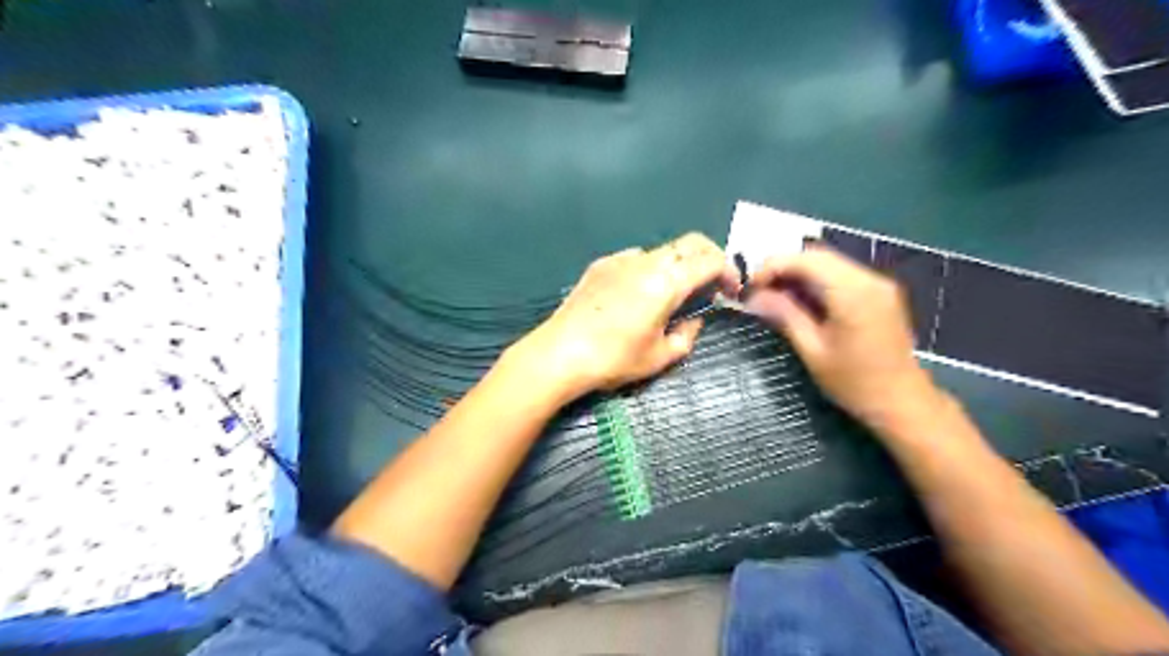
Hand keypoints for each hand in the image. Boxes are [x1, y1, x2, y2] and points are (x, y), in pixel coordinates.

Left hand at [507, 232, 733, 401]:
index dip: (729, 272)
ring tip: (673, 293)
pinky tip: (639, 293)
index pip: (710, 260)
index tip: (731, 292)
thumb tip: (693, 322)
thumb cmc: (614, 359)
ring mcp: (620, 259)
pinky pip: (635, 257)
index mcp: (667, 282)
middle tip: (711, 285)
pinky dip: (650, 268)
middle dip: (708, 258)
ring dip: (678, 264)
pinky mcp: (600, 265)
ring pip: (662, 249)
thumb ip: (686, 336)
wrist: (559, 353)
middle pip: (689, 243)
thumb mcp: (659, 357)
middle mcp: (646, 261)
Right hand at [748, 245, 938, 429]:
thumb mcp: (812, 350)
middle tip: (759, 291)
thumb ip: (784, 315)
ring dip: (798, 273)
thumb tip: (753, 296)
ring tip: (775, 296)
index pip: (805, 260)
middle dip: (784, 268)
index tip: (750, 287)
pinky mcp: (879, 293)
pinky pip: (841, 274)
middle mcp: (869, 279)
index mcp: (852, 292)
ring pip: (829, 263)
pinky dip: (816, 281)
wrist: (901, 401)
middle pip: (818, 256)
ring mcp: (878, 284)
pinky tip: (801, 300)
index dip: (773, 266)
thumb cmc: (854, 382)